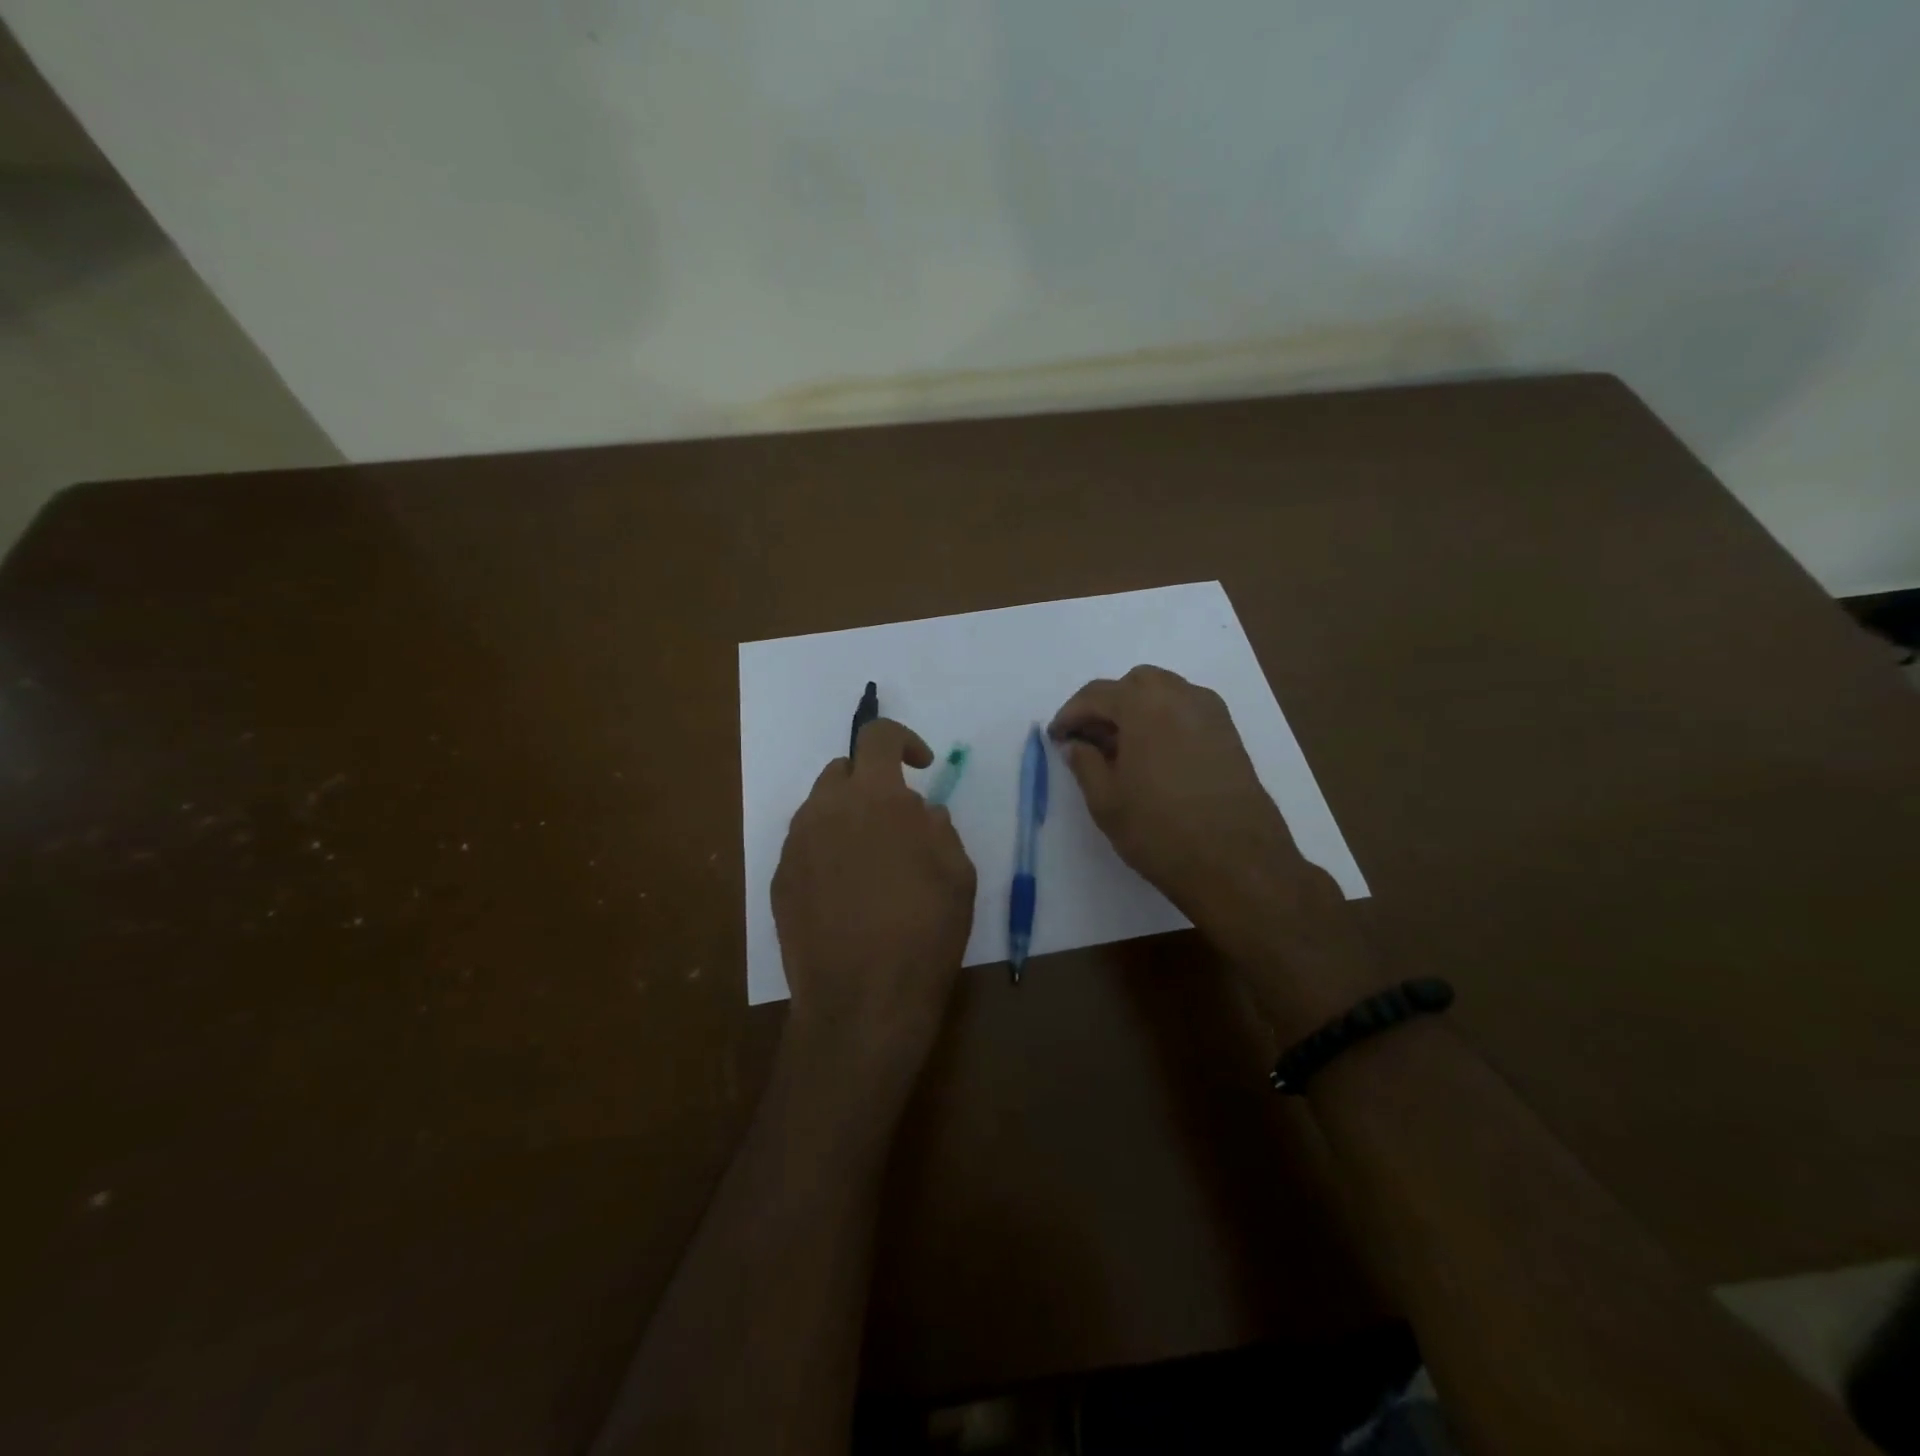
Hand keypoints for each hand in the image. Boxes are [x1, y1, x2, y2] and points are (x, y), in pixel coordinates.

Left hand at [772, 719, 976, 1087]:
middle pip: (841, 770)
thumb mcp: (957, 874)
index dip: (903, 739)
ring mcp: (795, 846)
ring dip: (847, 816)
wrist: (862, 1002)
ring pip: (819, 808)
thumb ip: (938, 828)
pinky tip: (846, 893)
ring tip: (871, 859)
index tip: (921, 765)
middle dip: (871, 780)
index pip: (877, 737)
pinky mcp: (779, 881)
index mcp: (875, 798)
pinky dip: (827, 850)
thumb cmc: (923, 933)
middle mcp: (825, 810)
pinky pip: (805, 846)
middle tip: (896, 819)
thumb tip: (920, 813)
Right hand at [1049, 666, 1371, 1034]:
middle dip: (1107, 705)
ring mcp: (1211, 713)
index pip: (1097, 694)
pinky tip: (1154, 756)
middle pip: (1134, 684)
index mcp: (1144, 705)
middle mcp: (1180, 696)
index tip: (1057, 737)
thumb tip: (1076, 744)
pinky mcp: (1230, 735)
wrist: (1236, 863)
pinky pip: (1187, 711)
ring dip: (1137, 710)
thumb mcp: (1106, 801)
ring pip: (1165, 693)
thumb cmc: (1160, 831)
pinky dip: (1164, 720)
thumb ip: (1085, 763)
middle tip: (1089, 739)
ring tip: (1121, 748)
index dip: (1070, 714)